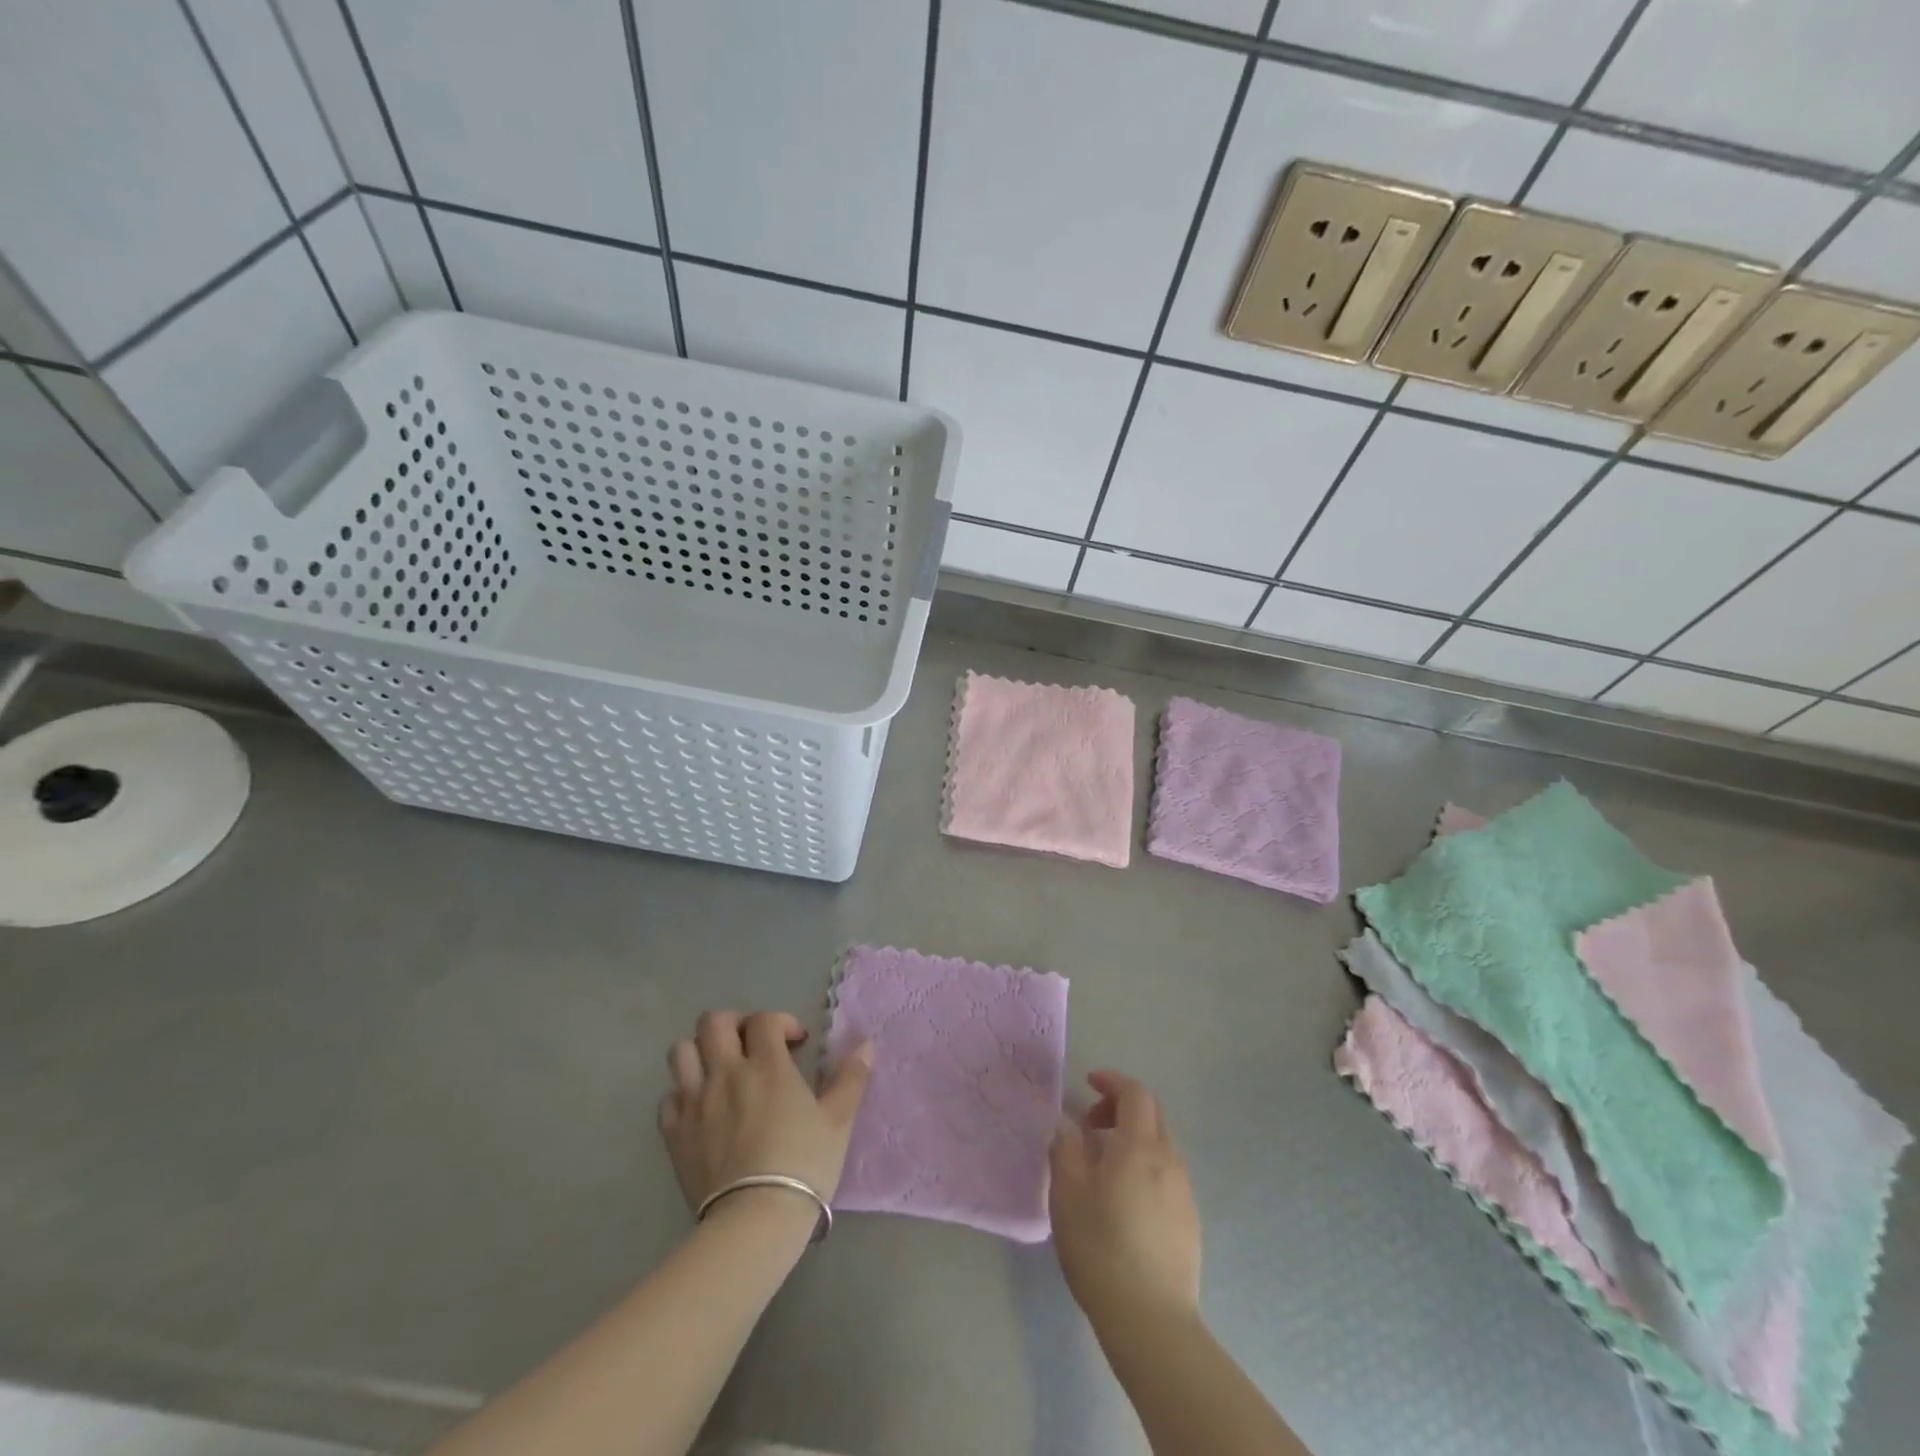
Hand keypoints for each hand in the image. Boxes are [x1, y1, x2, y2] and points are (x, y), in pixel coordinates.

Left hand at [658, 1010, 873, 1214]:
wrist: (755, 1220)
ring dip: (700, 1052)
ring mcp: (695, 1102)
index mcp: (767, 1065)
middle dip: (734, 1024)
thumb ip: (851, 1078)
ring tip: (719, 1069)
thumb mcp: (839, 1120)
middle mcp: (726, 1073)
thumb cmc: (803, 1164)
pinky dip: (682, 1095)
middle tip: (752, 1045)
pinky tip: (700, 1109)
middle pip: (714, 1022)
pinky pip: (668, 1099)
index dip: (782, 1022)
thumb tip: (867, 1044)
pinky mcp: (674, 1134)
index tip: (796, 1043)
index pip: (765, 1020)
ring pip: (681, 1051)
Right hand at [1049, 1070, 1201, 1326]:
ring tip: (1103, 1164)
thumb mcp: (1068, 1194)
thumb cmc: (1101, 1248)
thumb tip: (1069, 1125)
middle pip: (1152, 1113)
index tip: (1088, 1084)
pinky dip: (1145, 1165)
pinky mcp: (1190, 1220)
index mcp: (1140, 1146)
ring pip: (1161, 1144)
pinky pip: (1167, 1173)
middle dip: (1122, 1106)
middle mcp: (1169, 1160)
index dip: (1112, 1081)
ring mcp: (1184, 1191)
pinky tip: (1125, 1198)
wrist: (1152, 1321)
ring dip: (1134, 1137)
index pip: (1135, 1093)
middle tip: (1091, 1124)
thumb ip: (1066, 1149)